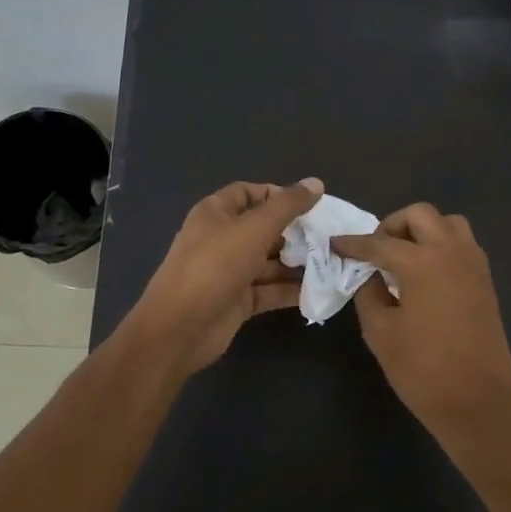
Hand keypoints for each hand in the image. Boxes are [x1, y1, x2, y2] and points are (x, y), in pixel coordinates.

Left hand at [129, 178, 322, 377]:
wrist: (180, 328)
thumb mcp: (255, 228)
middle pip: (262, 228)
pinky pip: (268, 289)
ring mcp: (228, 272)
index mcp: (215, 214)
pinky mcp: (237, 301)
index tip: (309, 205)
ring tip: (330, 262)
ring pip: (268, 261)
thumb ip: (287, 206)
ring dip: (296, 262)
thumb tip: (316, 183)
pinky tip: (318, 289)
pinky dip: (289, 289)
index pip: (248, 193)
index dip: (277, 195)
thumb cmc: (215, 266)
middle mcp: (221, 239)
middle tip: (327, 236)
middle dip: (294, 232)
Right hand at [333, 204, 510, 445]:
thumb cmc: (422, 370)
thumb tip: (369, 275)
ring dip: (423, 231)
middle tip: (376, 251)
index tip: (335, 244)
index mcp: (422, 262)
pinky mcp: (485, 280)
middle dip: (393, 226)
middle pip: (420, 215)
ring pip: (448, 223)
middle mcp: (451, 252)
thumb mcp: (380, 332)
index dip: (353, 244)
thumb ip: (369, 294)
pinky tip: (427, 274)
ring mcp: (473, 264)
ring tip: (405, 258)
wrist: (477, 402)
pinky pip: (462, 244)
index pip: (379, 242)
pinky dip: (442, 246)